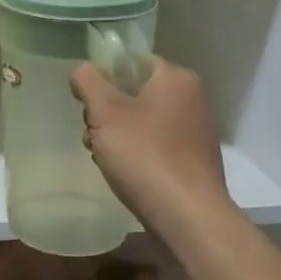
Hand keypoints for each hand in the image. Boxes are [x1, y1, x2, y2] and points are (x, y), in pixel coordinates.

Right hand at [70, 57, 231, 233]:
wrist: (188, 216)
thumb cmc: (145, 155)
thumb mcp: (105, 112)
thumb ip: (88, 81)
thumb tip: (82, 70)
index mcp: (177, 78)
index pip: (132, 62)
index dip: (105, 79)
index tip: (89, 105)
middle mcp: (193, 98)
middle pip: (136, 92)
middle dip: (108, 113)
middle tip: (95, 136)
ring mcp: (197, 131)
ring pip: (144, 121)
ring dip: (119, 136)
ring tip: (106, 159)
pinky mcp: (196, 160)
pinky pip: (158, 145)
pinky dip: (139, 154)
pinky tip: (128, 174)